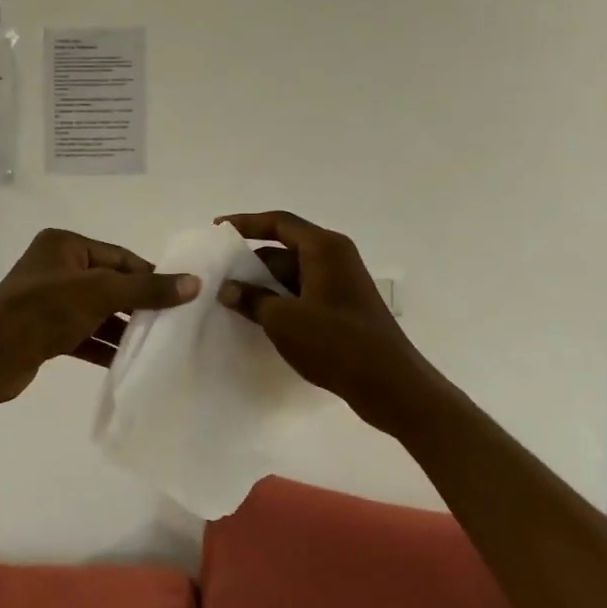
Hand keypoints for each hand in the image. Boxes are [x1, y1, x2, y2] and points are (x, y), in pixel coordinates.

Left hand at [0, 229, 199, 406]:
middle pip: (109, 283)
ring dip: (121, 327)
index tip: (179, 296)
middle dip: (137, 304)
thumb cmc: (45, 310)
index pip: (119, 256)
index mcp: (64, 245)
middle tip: (171, 323)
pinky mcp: (43, 330)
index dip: (149, 275)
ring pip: (96, 310)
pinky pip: (82, 333)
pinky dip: (102, 345)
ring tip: (154, 344)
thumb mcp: (101, 294)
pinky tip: (125, 361)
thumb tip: (195, 283)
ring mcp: (47, 300)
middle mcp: (54, 267)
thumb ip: (147, 289)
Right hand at [216, 211, 434, 435]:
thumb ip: (252, 299)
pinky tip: (258, 317)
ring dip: (263, 284)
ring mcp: (340, 284)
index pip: (278, 223)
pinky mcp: (342, 308)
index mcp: (324, 248)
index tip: (217, 229)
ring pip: (292, 273)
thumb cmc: (335, 343)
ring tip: (230, 298)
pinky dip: (280, 300)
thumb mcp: (283, 320)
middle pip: (284, 248)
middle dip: (251, 260)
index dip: (245, 223)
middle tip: (218, 273)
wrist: (389, 384)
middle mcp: (335, 258)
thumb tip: (228, 289)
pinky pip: (303, 293)